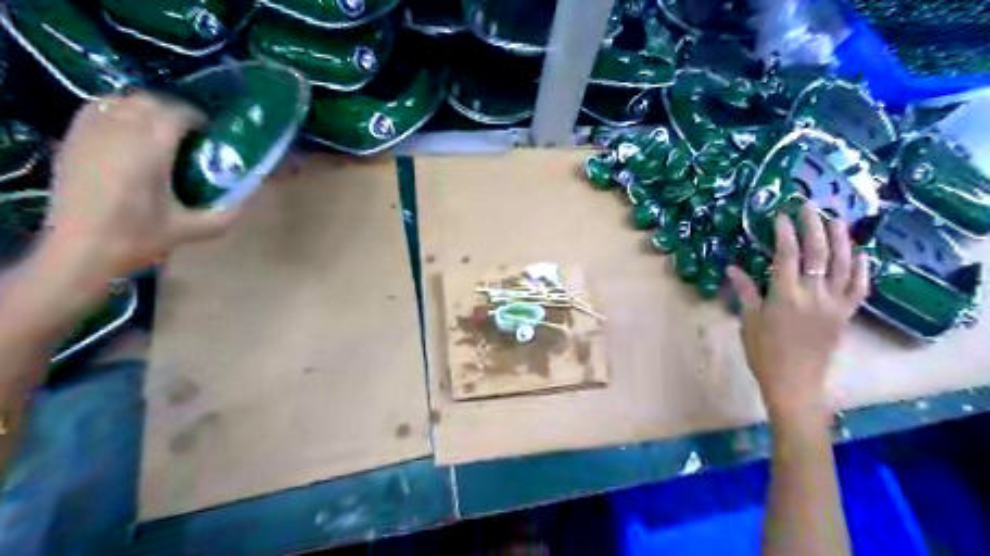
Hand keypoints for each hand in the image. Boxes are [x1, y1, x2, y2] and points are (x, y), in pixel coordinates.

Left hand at [42, 93, 239, 283]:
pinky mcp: (71, 141)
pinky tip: (128, 134)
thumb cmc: (137, 239)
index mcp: (149, 151)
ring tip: (159, 132)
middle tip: (190, 135)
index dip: (197, 119)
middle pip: (148, 101)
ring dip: (144, 109)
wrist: (79, 252)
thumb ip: (225, 214)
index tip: (210, 135)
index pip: (175, 114)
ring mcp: (89, 134)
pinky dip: (116, 112)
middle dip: (173, 111)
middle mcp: (117, 133)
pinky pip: (95, 109)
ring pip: (120, 101)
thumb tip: (246, 199)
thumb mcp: (191, 230)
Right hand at [725, 204, 868, 424]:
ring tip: (835, 220)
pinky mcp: (846, 314)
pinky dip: (863, 268)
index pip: (787, 256)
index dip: (784, 233)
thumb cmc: (764, 353)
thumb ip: (745, 291)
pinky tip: (860, 253)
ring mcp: (834, 304)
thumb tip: (732, 267)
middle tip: (808, 207)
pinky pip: (860, 287)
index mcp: (785, 296)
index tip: (780, 216)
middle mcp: (813, 295)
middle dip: (813, 226)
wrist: (794, 382)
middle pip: (818, 253)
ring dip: (841, 239)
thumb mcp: (748, 321)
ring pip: (843, 264)